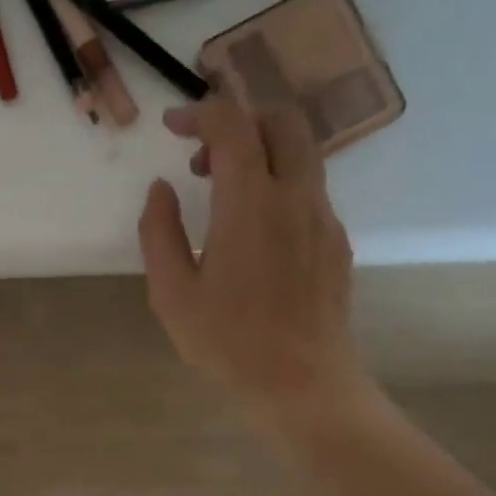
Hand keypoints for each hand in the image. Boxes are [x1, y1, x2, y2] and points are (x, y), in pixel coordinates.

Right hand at [139, 96, 368, 429]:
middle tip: (202, 157)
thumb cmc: (228, 343)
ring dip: (260, 153)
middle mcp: (295, 197)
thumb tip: (161, 189)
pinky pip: (309, 190)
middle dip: (239, 121)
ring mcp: (324, 218)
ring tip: (224, 195)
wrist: (302, 383)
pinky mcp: (336, 242)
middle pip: (281, 121)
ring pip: (301, 153)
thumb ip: (159, 232)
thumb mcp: (172, 293)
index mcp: (250, 204)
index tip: (172, 127)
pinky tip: (254, 233)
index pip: (232, 125)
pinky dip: (278, 185)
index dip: (199, 112)